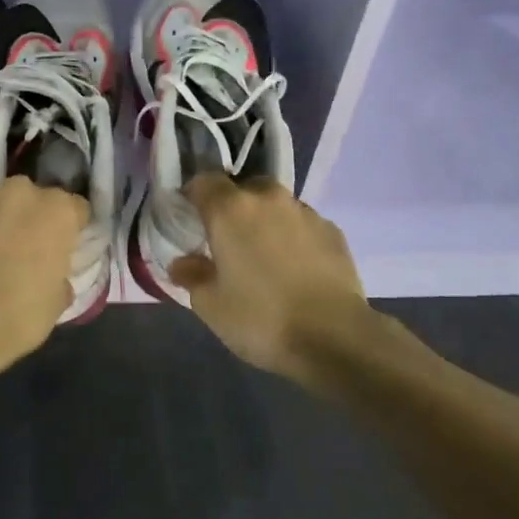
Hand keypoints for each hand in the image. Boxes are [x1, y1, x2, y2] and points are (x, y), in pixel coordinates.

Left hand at [0, 177, 88, 366]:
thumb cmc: (22, 313)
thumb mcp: (58, 299)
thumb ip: (59, 275)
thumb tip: (52, 276)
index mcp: (57, 210)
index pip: (76, 208)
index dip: (72, 229)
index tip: (65, 249)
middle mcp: (20, 195)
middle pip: (33, 200)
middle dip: (31, 220)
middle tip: (26, 252)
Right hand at [169, 175, 374, 382]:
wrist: (335, 337)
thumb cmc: (261, 318)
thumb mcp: (210, 305)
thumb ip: (192, 275)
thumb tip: (183, 262)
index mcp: (230, 210)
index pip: (203, 181)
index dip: (193, 197)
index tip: (189, 220)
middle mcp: (268, 199)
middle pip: (243, 188)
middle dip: (233, 207)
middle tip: (227, 240)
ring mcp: (305, 212)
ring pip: (276, 205)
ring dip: (265, 221)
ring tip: (264, 256)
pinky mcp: (333, 231)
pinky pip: (302, 225)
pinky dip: (293, 237)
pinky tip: (294, 269)